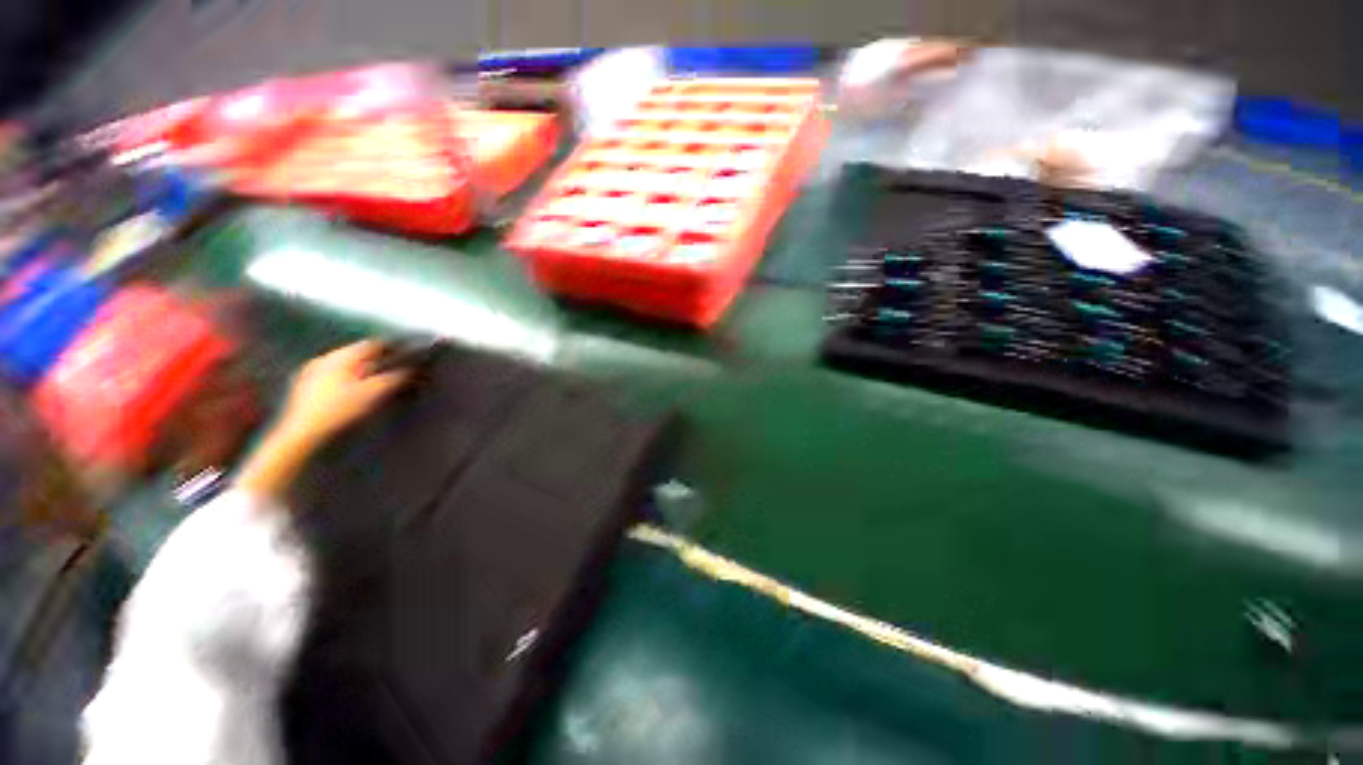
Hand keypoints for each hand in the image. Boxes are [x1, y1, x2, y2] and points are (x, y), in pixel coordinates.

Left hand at [237, 341, 408, 502]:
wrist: (301, 435)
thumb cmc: (339, 411)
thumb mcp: (373, 394)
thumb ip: (394, 379)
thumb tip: (410, 370)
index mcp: (341, 356)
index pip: (373, 345)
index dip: (392, 350)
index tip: (407, 357)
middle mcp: (324, 359)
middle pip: (358, 354)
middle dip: (377, 361)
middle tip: (394, 371)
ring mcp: (311, 372)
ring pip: (345, 365)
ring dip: (362, 371)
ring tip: (375, 382)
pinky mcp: (304, 387)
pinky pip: (333, 376)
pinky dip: (347, 380)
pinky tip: (352, 393)